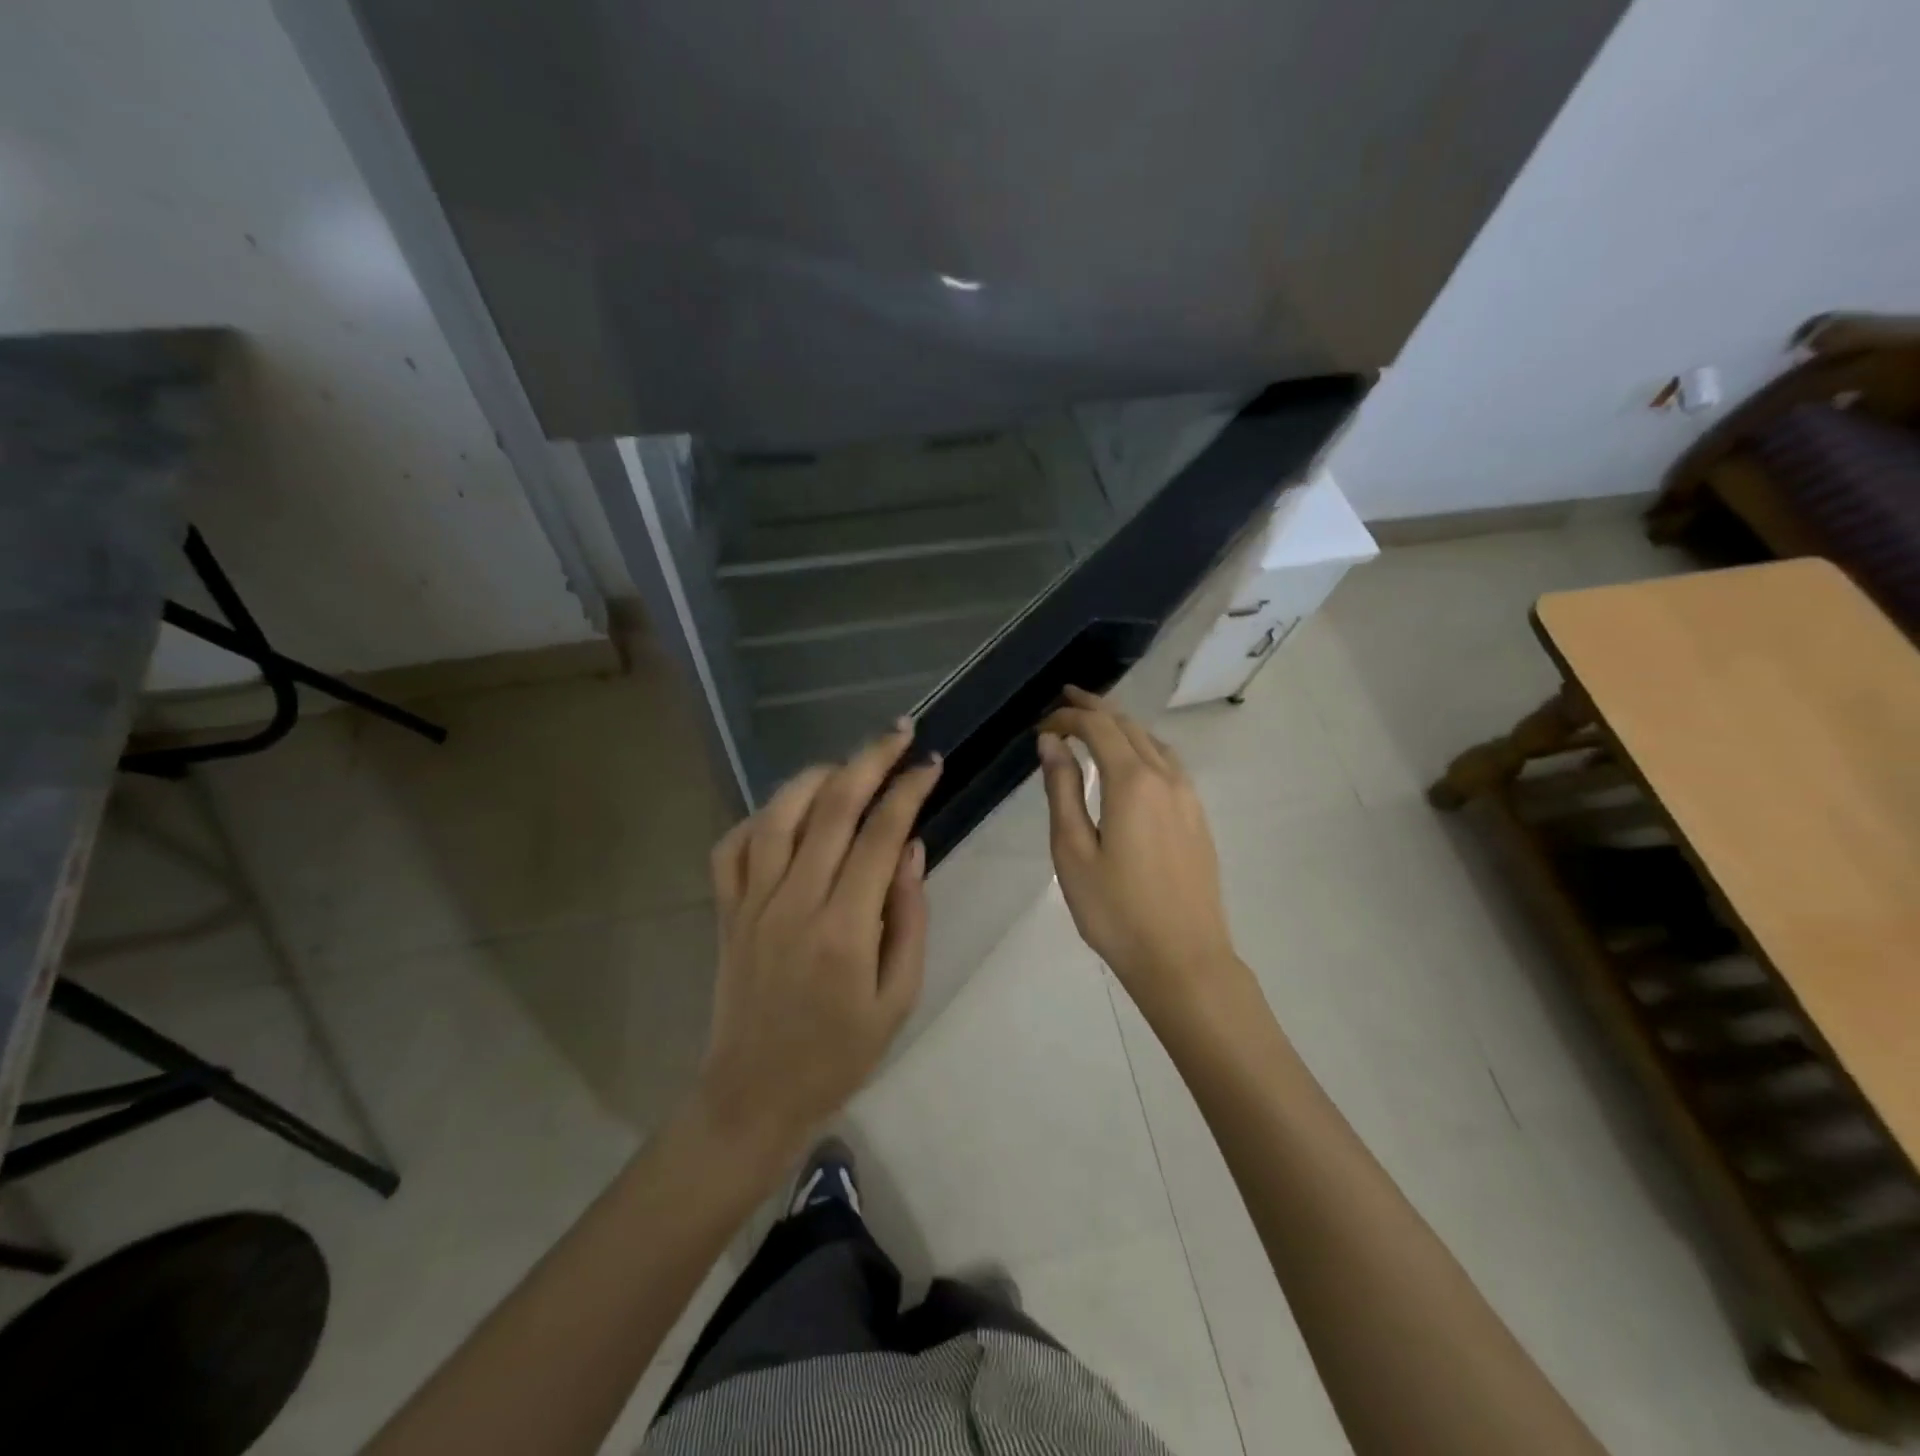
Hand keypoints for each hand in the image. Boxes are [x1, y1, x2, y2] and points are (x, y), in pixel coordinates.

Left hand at [698, 721, 942, 1160]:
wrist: (755, 1094)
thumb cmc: (839, 1053)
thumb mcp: (898, 996)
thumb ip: (909, 917)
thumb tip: (912, 848)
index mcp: (844, 928)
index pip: (881, 835)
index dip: (909, 790)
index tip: (931, 764)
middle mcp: (794, 901)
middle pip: (833, 807)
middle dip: (871, 759)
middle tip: (900, 732)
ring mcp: (751, 902)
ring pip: (779, 813)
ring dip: (817, 776)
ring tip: (849, 763)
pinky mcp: (725, 910)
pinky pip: (733, 845)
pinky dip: (760, 815)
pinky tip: (787, 810)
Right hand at [1037, 687, 1238, 1018]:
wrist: (1184, 959)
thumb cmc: (1116, 910)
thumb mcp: (1073, 851)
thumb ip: (1062, 791)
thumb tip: (1051, 744)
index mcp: (1133, 781)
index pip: (1098, 727)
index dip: (1068, 717)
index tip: (1041, 725)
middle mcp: (1166, 777)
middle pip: (1128, 726)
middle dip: (1095, 709)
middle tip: (1066, 700)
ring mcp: (1189, 797)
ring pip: (1153, 742)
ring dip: (1121, 726)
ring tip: (1095, 723)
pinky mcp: (1198, 817)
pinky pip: (1169, 763)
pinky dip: (1143, 747)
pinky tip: (1131, 762)